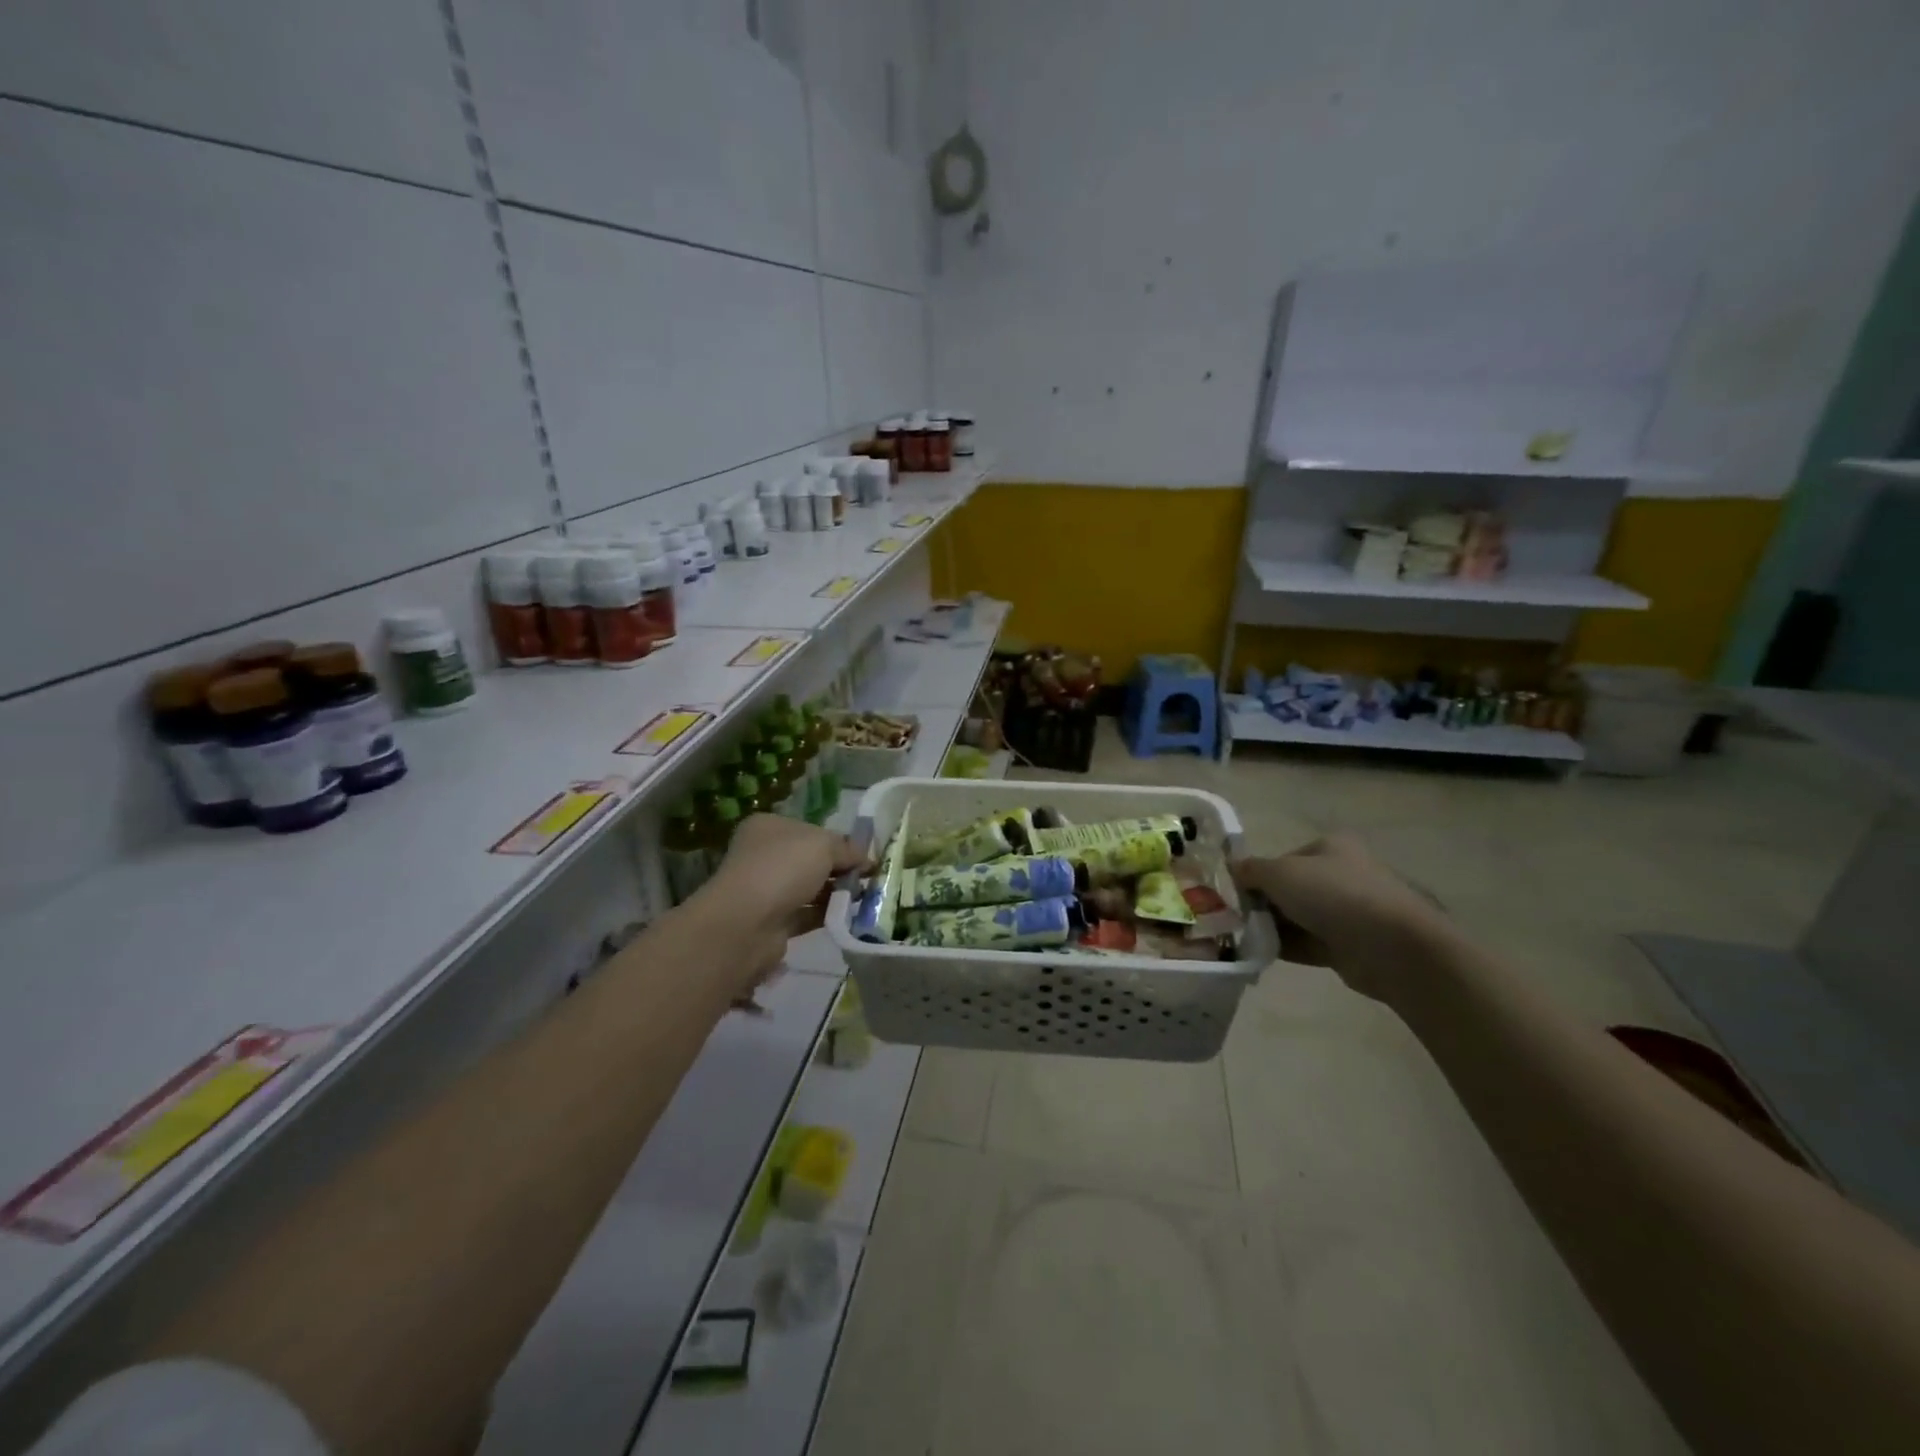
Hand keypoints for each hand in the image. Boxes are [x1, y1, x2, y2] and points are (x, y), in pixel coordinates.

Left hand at [695, 815, 867, 995]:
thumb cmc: (783, 868)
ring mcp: (765, 890)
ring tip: (866, 898)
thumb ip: (848, 849)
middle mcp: (763, 855)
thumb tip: (867, 859)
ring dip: (836, 893)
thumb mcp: (824, 845)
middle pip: (811, 860)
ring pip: (809, 888)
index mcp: (769, 827)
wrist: (746, 923)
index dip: (839, 841)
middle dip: (840, 868)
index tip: (866, 854)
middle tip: (871, 878)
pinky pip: (806, 914)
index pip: (810, 830)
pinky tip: (850, 917)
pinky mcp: (771, 921)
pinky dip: (827, 915)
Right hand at [1230, 832, 1449, 1005]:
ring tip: (1243, 939)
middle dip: (1262, 904)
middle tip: (1235, 918)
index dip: (1257, 874)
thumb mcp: (1280, 872)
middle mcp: (1342, 875)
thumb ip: (1250, 870)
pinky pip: (1309, 943)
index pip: (1283, 858)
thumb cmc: (1333, 895)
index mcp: (1331, 848)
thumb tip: (1231, 867)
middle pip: (1290, 889)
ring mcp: (1349, 912)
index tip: (1235, 893)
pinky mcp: (1350, 946)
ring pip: (1298, 917)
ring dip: (1272, 928)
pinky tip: (1261, 954)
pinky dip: (1286, 947)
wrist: (1390, 947)